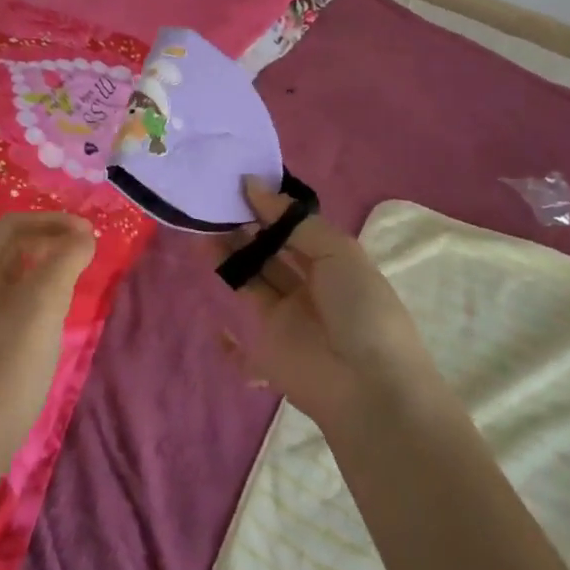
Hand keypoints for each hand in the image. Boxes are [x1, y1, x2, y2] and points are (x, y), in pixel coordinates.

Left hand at [0, 213, 93, 474]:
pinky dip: (18, 284)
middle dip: (37, 236)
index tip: (87, 233)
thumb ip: (64, 262)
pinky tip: (38, 307)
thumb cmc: (6, 370)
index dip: (51, 221)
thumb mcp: (43, 308)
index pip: (10, 224)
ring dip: (28, 260)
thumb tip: (83, 235)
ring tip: (61, 274)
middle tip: (72, 249)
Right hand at [216, 181, 440, 433]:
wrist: (368, 387)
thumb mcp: (338, 252)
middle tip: (214, 201)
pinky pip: (240, 333)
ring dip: (229, 253)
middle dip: (245, 226)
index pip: (295, 226)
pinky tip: (207, 305)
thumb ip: (293, 221)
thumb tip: (253, 186)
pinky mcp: (267, 347)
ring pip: (252, 277)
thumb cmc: (360, 309)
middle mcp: (310, 284)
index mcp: (333, 260)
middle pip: (270, 249)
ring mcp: (287, 316)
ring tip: (201, 225)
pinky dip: (224, 328)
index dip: (269, 206)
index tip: (238, 182)